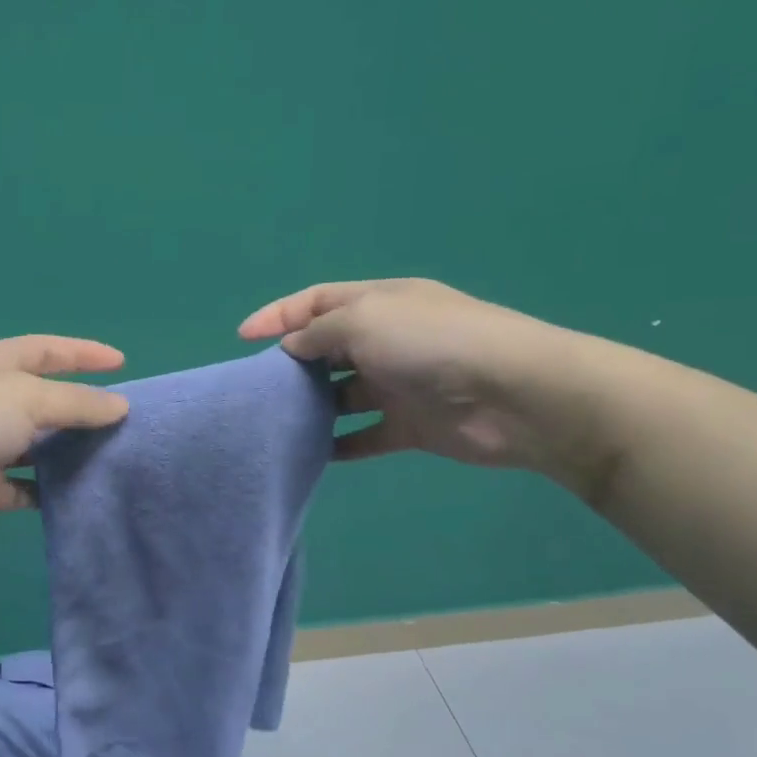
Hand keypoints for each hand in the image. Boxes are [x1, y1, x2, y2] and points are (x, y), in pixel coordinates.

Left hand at [0, 336, 128, 553]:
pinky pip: (25, 489)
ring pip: (37, 447)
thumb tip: (120, 407)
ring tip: (116, 459)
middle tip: (128, 422)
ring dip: (70, 453)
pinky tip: (83, 496)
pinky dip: (50, 492)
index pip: (45, 350)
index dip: (82, 353)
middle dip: (82, 408)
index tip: (122, 362)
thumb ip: (76, 403)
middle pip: (44, 400)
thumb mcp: (27, 397)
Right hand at [239, 278, 600, 479]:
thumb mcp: (364, 320)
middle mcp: (387, 339)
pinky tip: (313, 454)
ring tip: (278, 420)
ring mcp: (399, 384)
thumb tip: (292, 348)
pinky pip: (364, 436)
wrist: (513, 394)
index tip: (243, 338)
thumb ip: (319, 333)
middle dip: (293, 362)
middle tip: (260, 385)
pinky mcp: (410, 425)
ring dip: (313, 405)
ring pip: (342, 393)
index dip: (278, 315)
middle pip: (327, 347)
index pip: (317, 301)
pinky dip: (340, 444)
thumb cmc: (431, 342)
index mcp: (378, 303)